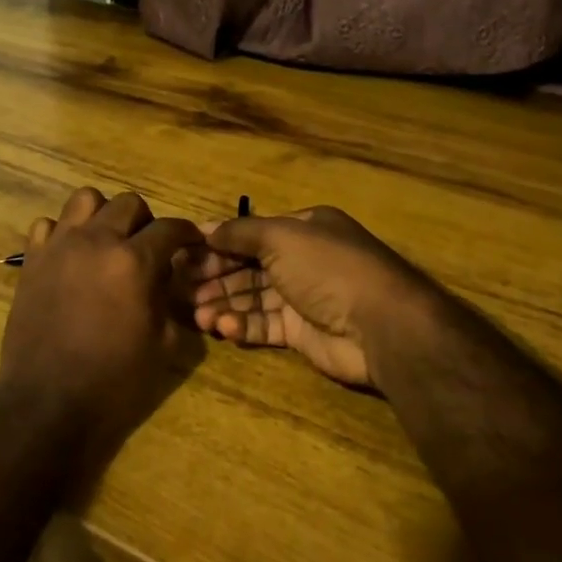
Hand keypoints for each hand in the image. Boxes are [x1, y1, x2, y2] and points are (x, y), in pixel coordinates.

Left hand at [0, 187, 205, 474]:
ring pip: (85, 199)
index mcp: (134, 262)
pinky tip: (70, 257)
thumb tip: (168, 278)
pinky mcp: (31, 260)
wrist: (48, 402)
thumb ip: (170, 301)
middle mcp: (97, 241)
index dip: (186, 233)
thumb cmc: (114, 380)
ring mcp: (59, 246)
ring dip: (103, 215)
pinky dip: (62, 233)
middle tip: (147, 247)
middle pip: (128, 203)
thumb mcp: (163, 345)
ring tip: (107, 242)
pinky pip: (47, 225)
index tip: (191, 242)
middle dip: (146, 221)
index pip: (170, 227)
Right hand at [190, 206, 455, 388]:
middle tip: (180, 288)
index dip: (216, 244)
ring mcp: (303, 298)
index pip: (250, 234)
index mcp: (303, 229)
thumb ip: (240, 232)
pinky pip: (265, 326)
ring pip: (253, 299)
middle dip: (215, 277)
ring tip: (196, 314)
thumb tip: (205, 229)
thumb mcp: (280, 236)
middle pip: (248, 267)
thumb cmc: (327, 267)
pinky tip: (222, 328)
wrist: (380, 324)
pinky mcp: (302, 333)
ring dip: (224, 304)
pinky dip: (243, 326)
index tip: (182, 255)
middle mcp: (303, 260)